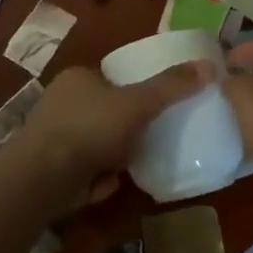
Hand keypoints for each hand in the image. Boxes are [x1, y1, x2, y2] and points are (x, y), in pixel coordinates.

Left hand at [17, 61, 210, 197]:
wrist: (42, 178)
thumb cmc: (90, 128)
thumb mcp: (138, 103)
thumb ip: (171, 87)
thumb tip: (210, 67)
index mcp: (77, 78)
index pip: (110, 79)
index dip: (132, 93)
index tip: (151, 109)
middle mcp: (60, 103)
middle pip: (104, 113)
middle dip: (123, 131)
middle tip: (145, 141)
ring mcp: (51, 137)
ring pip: (94, 143)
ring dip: (111, 157)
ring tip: (131, 167)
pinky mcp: (49, 169)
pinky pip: (83, 170)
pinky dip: (96, 179)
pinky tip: (106, 186)